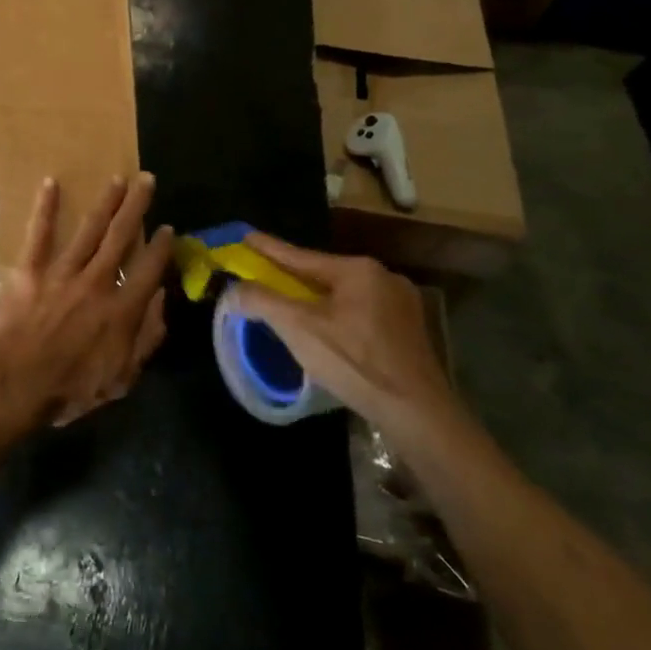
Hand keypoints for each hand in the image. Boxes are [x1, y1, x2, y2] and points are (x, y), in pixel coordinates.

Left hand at [0, 174, 173, 428]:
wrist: (14, 383)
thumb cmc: (69, 389)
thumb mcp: (121, 379)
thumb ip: (145, 339)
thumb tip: (161, 301)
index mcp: (122, 310)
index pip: (149, 270)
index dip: (162, 248)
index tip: (169, 228)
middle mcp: (97, 282)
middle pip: (122, 237)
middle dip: (137, 207)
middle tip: (147, 180)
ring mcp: (62, 272)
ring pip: (89, 229)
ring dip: (105, 202)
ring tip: (117, 179)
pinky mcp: (30, 270)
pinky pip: (39, 234)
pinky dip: (45, 207)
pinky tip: (51, 182)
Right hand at [227, 232, 462, 445]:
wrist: (417, 413)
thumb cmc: (354, 362)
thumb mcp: (298, 328)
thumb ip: (262, 301)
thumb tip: (233, 288)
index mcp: (358, 270)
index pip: (301, 256)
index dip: (268, 248)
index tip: (245, 236)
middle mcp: (383, 277)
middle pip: (323, 275)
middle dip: (292, 277)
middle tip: (264, 276)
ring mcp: (402, 305)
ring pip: (343, 296)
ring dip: (316, 300)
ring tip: (292, 305)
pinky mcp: (409, 332)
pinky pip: (361, 314)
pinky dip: (337, 317)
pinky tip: (327, 331)